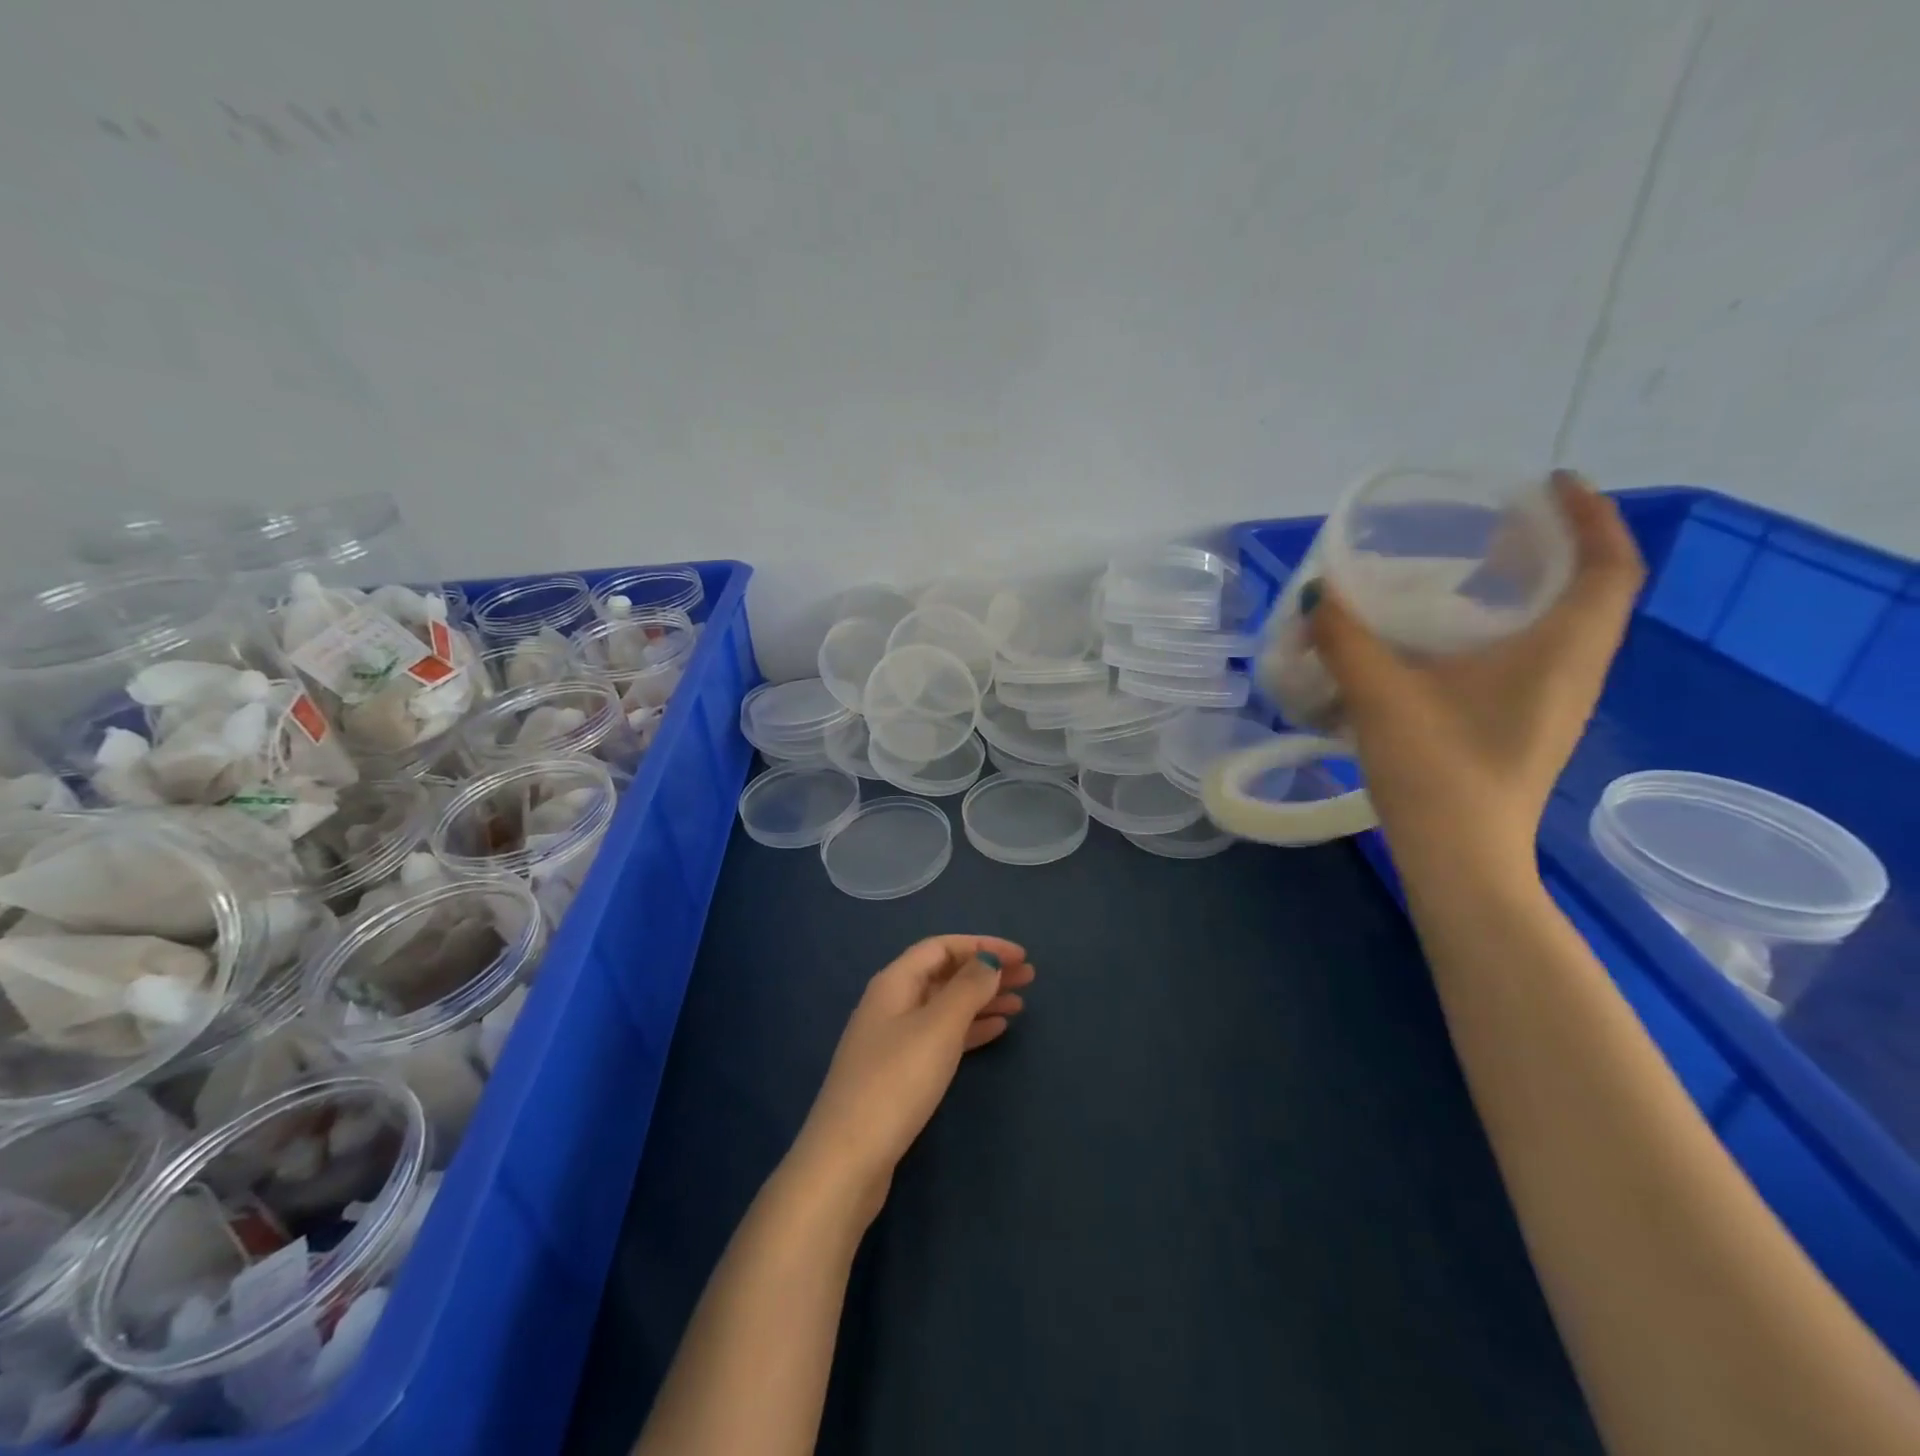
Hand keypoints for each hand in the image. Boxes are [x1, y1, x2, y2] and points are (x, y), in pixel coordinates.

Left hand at [790, 935, 1032, 1225]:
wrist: (848, 1159)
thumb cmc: (896, 1082)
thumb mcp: (938, 1028)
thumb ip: (967, 989)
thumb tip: (989, 960)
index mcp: (894, 983)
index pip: (941, 948)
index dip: (981, 946)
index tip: (1021, 956)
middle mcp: (891, 1003)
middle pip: (944, 975)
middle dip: (985, 972)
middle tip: (1030, 978)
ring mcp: (892, 1039)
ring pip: (944, 1006)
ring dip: (981, 1000)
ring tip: (1020, 1005)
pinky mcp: (897, 1073)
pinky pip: (940, 1036)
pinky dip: (969, 1029)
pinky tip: (995, 1031)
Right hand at [1308, 471, 1643, 877]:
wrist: (1461, 860)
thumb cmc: (1437, 771)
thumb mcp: (1382, 696)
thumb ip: (1346, 639)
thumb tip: (1319, 592)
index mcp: (1561, 651)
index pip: (1609, 564)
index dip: (1590, 514)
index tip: (1550, 482)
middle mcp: (1573, 671)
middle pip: (1590, 591)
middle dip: (1554, 547)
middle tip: (1497, 525)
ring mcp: (1553, 704)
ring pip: (1561, 626)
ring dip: (1530, 590)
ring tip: (1471, 572)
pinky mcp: (1526, 727)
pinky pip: (1533, 656)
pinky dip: (1506, 629)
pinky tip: (1447, 641)